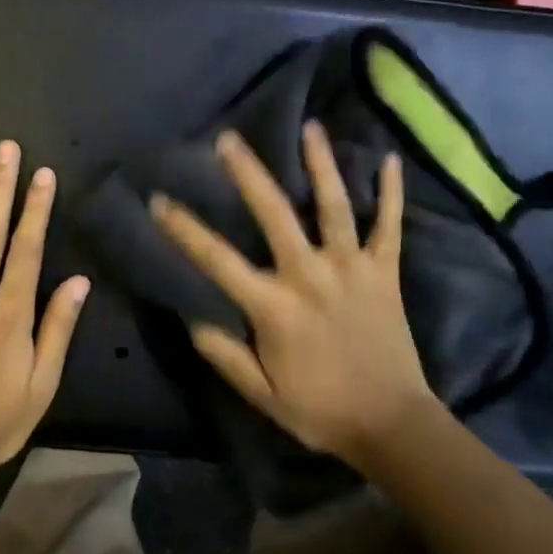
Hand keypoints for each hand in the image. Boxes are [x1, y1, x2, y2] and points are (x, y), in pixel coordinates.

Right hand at [149, 121, 447, 468]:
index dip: (185, 229)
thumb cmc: (321, 410)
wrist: (392, 425)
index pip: (218, 260)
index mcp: (274, 306)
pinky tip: (389, 160)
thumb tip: (193, 319)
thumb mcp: (262, 394)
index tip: (159, 200)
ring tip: (310, 128)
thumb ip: (225, 355)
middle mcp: (311, 276)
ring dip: (321, 165)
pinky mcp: (386, 273)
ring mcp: (352, 269)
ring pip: (335, 206)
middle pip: (276, 214)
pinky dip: (391, 193)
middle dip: (249, 174)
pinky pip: (389, 226)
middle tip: (229, 139)